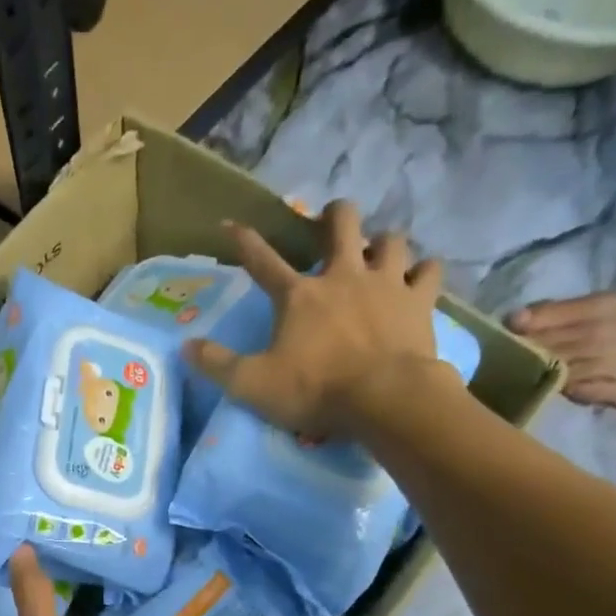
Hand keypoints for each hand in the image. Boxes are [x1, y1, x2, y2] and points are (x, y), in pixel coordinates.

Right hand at [185, 201, 457, 440]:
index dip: (243, 241)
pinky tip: (420, 278)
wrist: (384, 398)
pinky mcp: (419, 301)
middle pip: (342, 224)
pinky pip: (429, 271)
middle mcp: (342, 276)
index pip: (262, 261)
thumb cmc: (315, 391)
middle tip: (331, 223)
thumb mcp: (252, 384)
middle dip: (334, 216)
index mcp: (298, 296)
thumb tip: (186, 347)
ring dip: (382, 243)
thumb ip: (217, 364)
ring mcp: (386, 284)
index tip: (230, 224)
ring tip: (377, 254)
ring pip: (391, 239)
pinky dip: (424, 271)